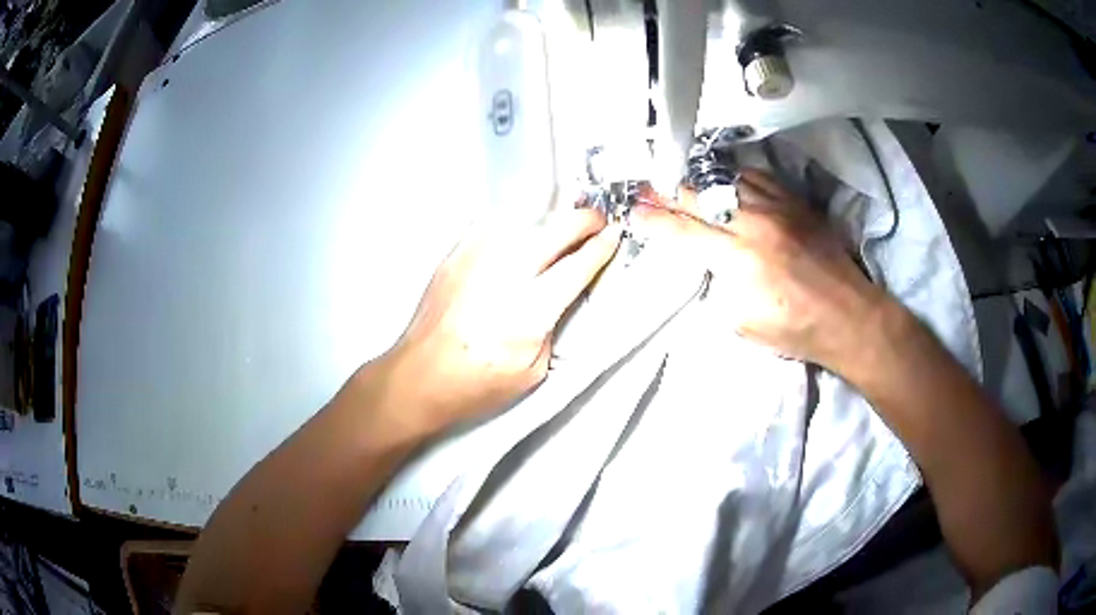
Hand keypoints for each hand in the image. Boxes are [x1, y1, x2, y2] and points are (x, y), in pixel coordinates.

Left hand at [380, 208, 620, 435]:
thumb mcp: (532, 371)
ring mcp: (475, 257)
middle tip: (596, 223)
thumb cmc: (476, 384)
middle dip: (583, 221)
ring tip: (562, 229)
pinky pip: (495, 226)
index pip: (577, 266)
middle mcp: (504, 273)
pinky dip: (516, 228)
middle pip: (555, 229)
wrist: (419, 375)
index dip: (601, 247)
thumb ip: (552, 325)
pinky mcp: (455, 253)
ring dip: (550, 222)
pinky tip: (521, 239)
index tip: (615, 236)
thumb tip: (562, 292)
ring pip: (526, 220)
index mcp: (528, 311)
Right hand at [633, 169, 886, 370]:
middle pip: (700, 199)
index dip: (655, 221)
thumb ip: (721, 289)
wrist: (849, 316)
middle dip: (667, 192)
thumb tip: (708, 265)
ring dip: (697, 180)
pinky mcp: (796, 204)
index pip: (685, 233)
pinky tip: (722, 179)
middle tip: (645, 186)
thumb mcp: (745, 325)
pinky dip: (734, 177)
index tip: (634, 212)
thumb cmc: (797, 330)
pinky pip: (758, 178)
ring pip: (727, 182)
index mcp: (740, 261)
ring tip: (677, 177)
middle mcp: (756, 226)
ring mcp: (778, 209)